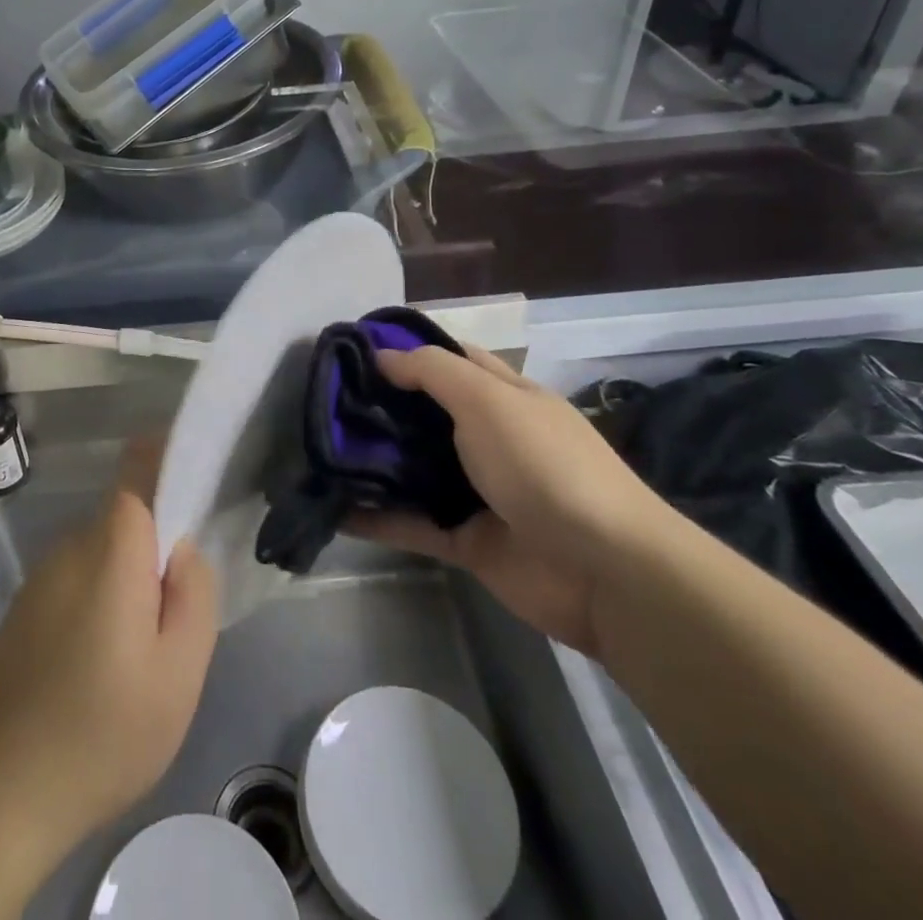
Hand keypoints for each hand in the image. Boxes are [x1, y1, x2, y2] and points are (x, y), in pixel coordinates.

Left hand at [0, 490, 217, 860]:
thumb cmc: (100, 734)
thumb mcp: (179, 674)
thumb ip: (195, 595)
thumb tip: (183, 549)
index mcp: (111, 548)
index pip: (137, 468)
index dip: (166, 458)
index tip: (195, 486)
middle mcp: (70, 547)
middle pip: (126, 521)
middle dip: (157, 554)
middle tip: (173, 625)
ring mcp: (40, 579)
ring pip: (103, 558)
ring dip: (127, 588)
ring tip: (135, 665)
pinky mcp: (21, 612)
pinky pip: (76, 585)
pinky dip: (98, 609)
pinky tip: (95, 678)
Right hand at [351, 345, 673, 656]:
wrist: (604, 571)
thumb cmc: (544, 465)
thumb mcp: (488, 400)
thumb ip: (432, 372)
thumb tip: (381, 356)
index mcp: (505, 397)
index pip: (451, 361)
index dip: (407, 351)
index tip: (355, 350)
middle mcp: (490, 439)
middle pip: (425, 414)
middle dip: (379, 406)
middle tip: (323, 401)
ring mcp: (478, 491)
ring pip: (414, 469)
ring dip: (372, 462)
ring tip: (317, 450)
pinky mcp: (465, 539)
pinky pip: (412, 523)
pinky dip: (376, 519)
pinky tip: (333, 508)